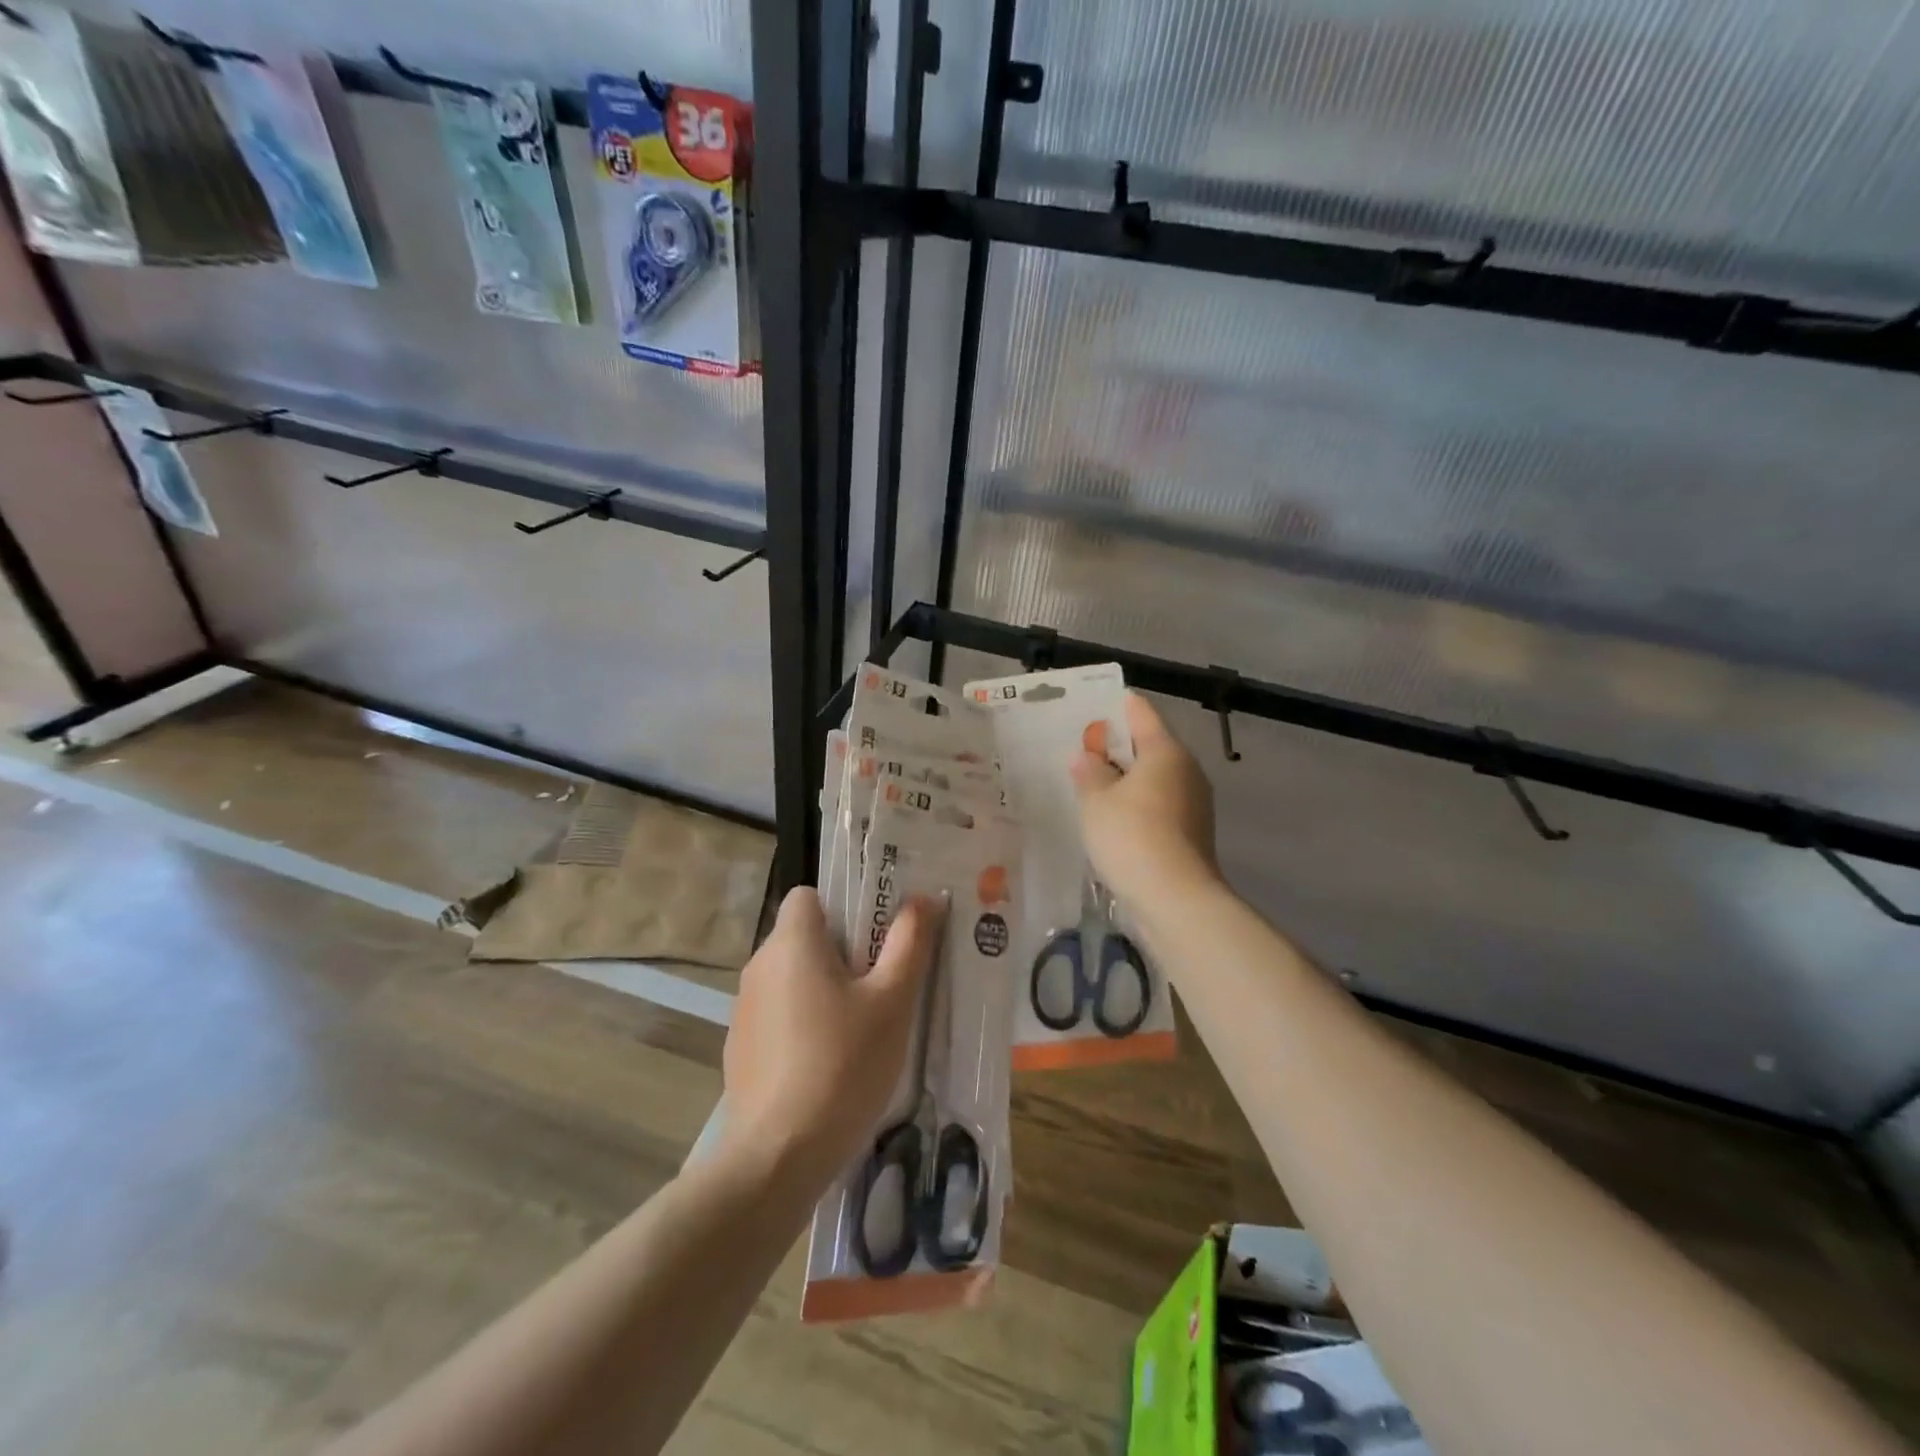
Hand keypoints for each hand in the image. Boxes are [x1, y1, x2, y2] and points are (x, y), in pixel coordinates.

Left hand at [720, 888, 941, 1183]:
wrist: (778, 1157)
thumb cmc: (843, 1065)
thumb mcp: (892, 1002)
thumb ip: (910, 943)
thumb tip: (924, 898)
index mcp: (792, 942)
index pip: (809, 895)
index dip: (844, 906)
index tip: (875, 937)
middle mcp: (759, 966)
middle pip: (804, 937)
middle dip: (842, 952)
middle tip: (882, 985)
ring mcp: (744, 1010)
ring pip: (792, 978)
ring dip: (823, 989)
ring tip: (861, 1029)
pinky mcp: (740, 1049)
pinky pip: (778, 1015)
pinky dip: (802, 1024)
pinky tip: (829, 1064)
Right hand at [1071, 692, 1220, 907]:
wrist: (1175, 899)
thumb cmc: (1131, 837)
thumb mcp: (1096, 801)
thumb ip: (1089, 772)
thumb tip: (1088, 757)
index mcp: (1165, 750)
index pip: (1140, 712)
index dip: (1116, 706)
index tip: (1091, 707)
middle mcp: (1186, 769)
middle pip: (1149, 745)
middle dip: (1117, 746)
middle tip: (1083, 751)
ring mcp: (1194, 802)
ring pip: (1155, 777)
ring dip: (1126, 778)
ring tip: (1092, 786)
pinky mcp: (1192, 831)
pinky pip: (1159, 803)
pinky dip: (1137, 803)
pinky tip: (1113, 818)